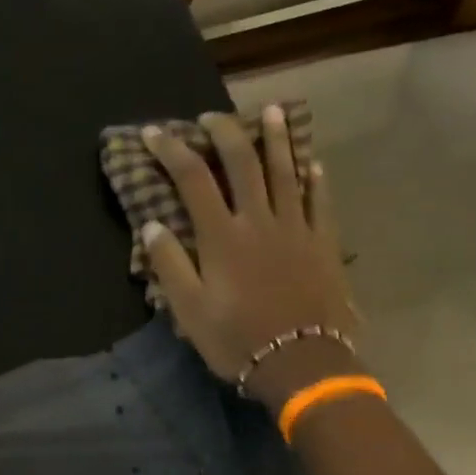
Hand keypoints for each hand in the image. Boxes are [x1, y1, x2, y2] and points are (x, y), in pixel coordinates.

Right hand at [141, 104, 361, 411]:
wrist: (301, 363)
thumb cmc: (237, 339)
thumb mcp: (189, 310)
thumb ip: (170, 265)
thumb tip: (152, 224)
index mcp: (223, 236)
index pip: (193, 179)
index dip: (172, 151)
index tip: (155, 133)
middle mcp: (259, 221)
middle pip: (243, 162)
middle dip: (224, 133)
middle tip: (211, 118)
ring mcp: (296, 228)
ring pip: (286, 171)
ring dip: (276, 138)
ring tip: (269, 111)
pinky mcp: (323, 243)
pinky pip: (319, 201)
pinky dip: (313, 179)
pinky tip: (311, 164)